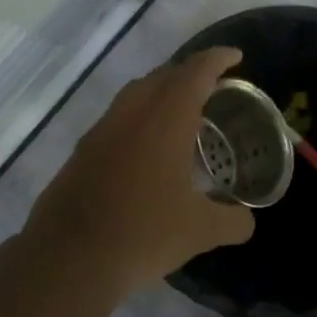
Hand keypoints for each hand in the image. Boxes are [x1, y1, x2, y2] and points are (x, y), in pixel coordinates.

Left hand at [21, 47, 255, 297]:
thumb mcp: (200, 231)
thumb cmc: (143, 234)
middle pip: (163, 75)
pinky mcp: (82, 151)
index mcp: (165, 120)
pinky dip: (139, 118)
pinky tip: (148, 150)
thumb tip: (247, 221)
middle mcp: (131, 114)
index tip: (236, 57)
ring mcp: (101, 131)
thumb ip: (233, 221)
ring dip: (161, 93)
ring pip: (135, 94)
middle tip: (213, 87)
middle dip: (190, 73)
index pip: (195, 72)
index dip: (217, 59)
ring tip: (182, 114)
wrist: (69, 259)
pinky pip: (117, 118)